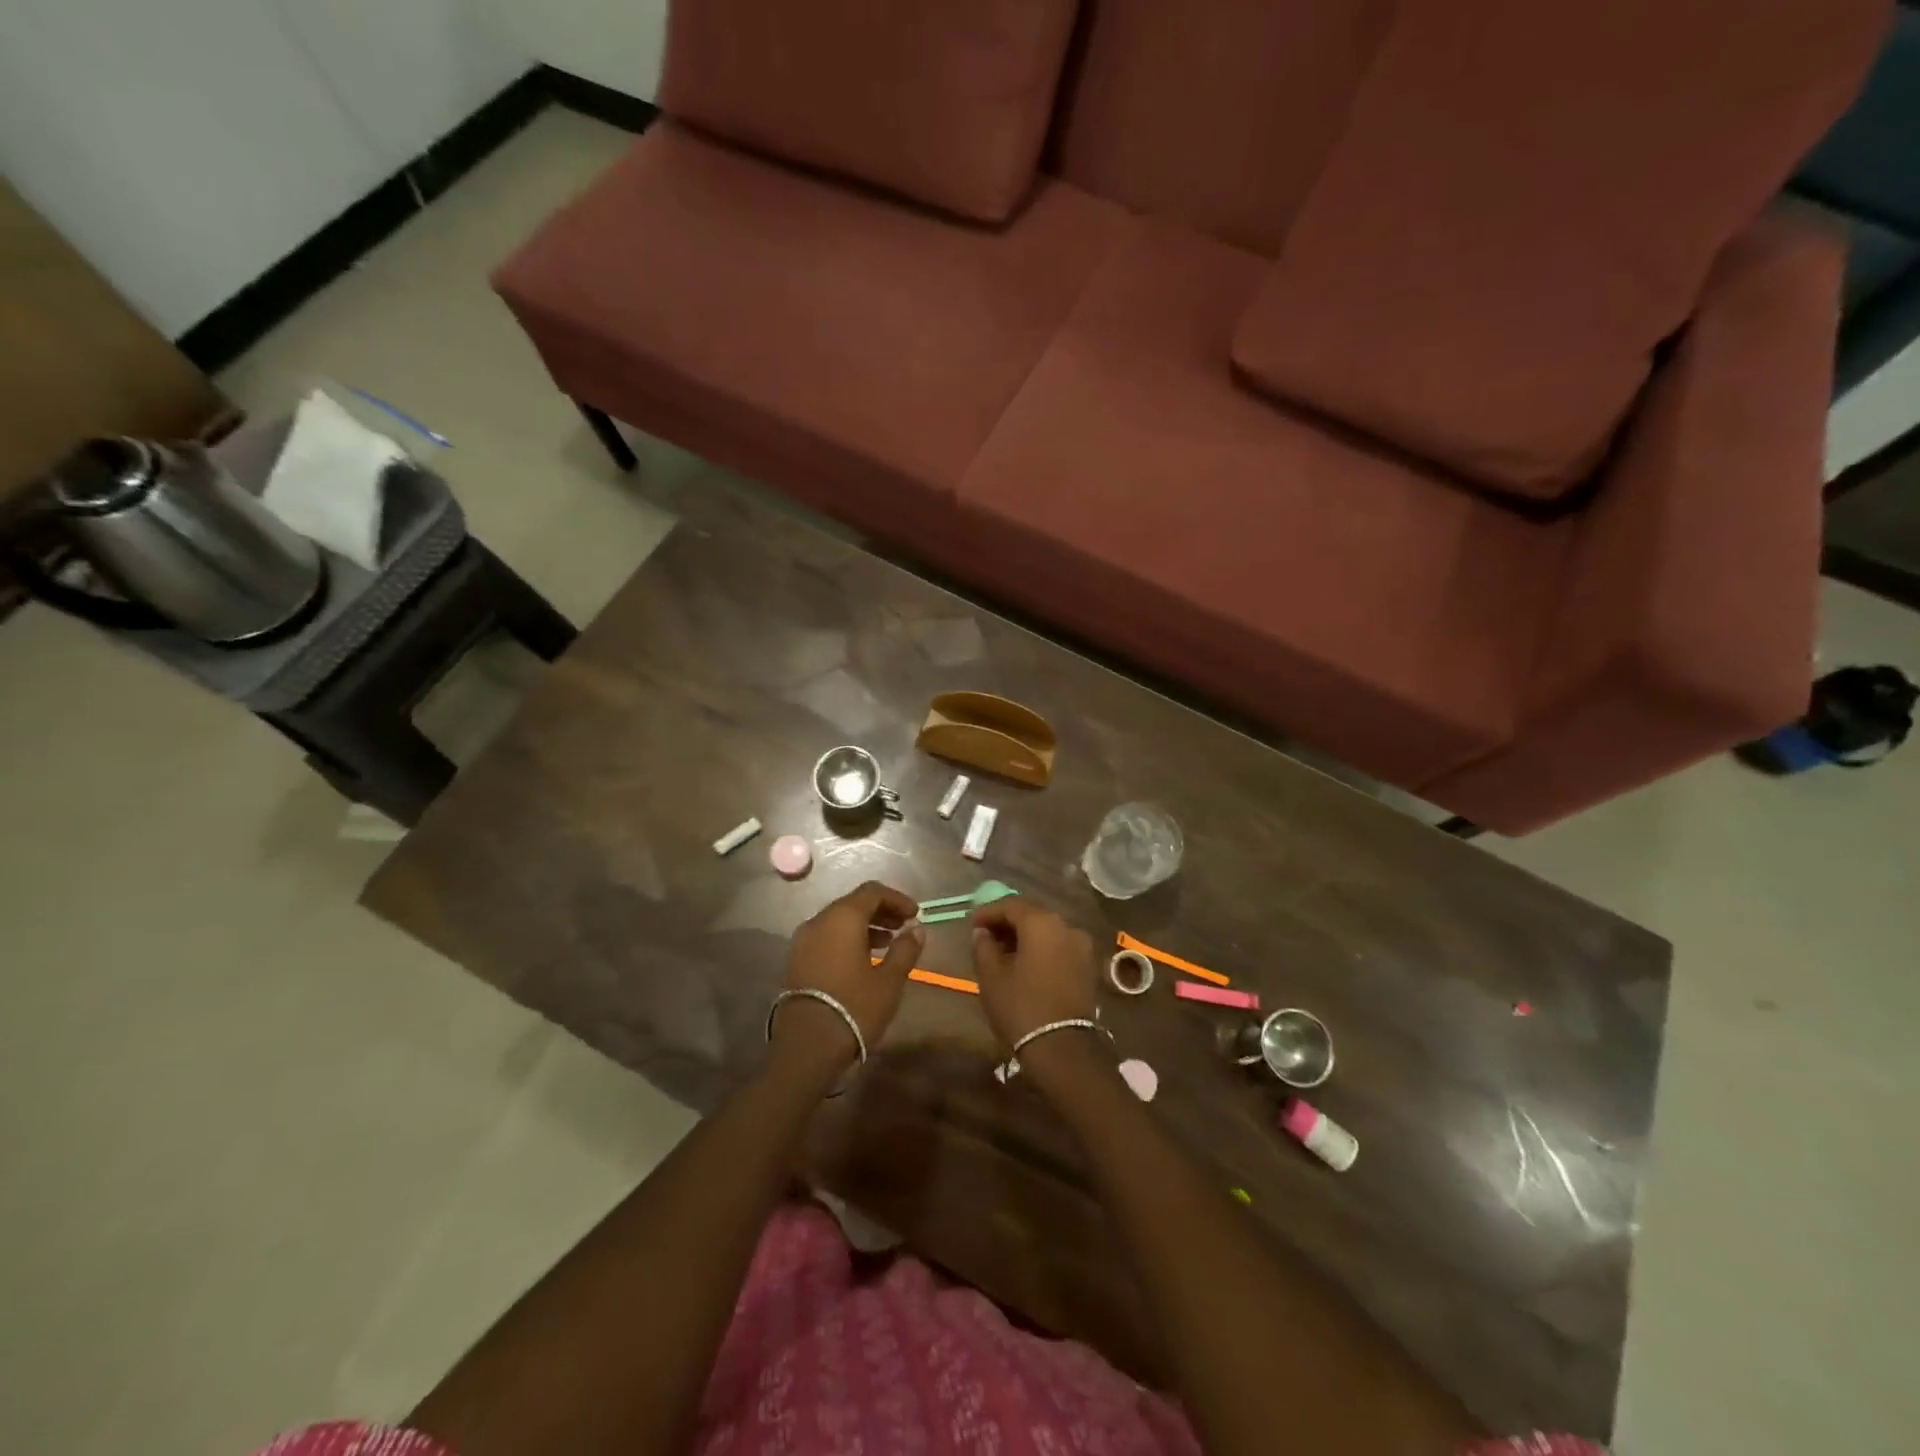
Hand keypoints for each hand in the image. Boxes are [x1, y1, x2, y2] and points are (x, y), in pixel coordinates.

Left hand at [778, 880, 923, 1068]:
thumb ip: (905, 950)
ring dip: (865, 926)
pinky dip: (847, 939)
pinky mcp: (796, 960)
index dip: (896, 899)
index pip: (872, 891)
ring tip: (888, 943)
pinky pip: (826, 937)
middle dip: (881, 911)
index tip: (915, 914)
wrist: (807, 1047)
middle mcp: (819, 921)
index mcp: (842, 917)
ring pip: (838, 921)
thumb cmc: (854, 1007)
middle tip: (904, 926)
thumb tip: (917, 929)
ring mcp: (803, 941)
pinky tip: (863, 959)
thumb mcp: (889, 981)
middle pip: (853, 903)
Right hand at [971, 901, 1097, 1048]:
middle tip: (987, 937)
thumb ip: (983, 946)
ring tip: (1004, 953)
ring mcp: (1081, 946)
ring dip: (1025, 937)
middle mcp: (1066, 926)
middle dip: (1008, 923)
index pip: (1010, 905)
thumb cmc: (1021, 1007)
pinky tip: (1026, 965)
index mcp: (1042, 923)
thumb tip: (982, 932)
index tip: (972, 925)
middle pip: (1031, 915)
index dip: (988, 912)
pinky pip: (1059, 947)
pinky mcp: (1088, 966)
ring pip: (1047, 931)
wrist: (1063, 1048)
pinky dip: (1041, 949)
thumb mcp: (991, 976)